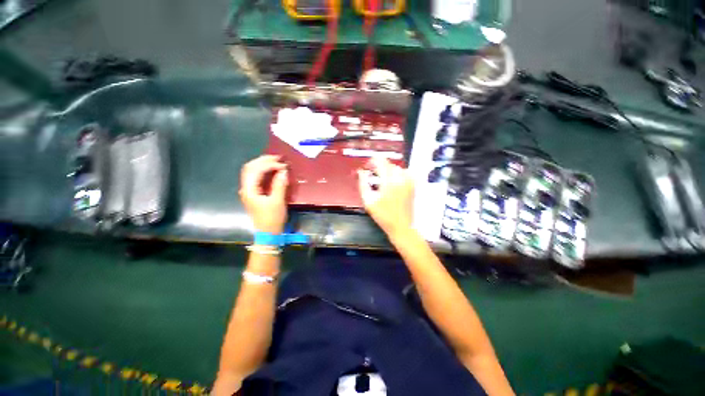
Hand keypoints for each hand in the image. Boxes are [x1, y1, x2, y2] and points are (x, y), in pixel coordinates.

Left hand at [239, 155, 288, 233]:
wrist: (268, 233)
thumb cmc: (272, 218)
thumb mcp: (278, 202)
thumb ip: (279, 185)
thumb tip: (283, 171)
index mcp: (250, 190)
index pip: (256, 170)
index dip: (269, 165)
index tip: (283, 165)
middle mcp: (246, 188)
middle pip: (250, 168)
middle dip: (264, 160)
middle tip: (278, 158)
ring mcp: (248, 191)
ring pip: (251, 171)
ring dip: (262, 164)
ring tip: (275, 161)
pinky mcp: (253, 193)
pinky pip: (256, 177)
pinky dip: (263, 171)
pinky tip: (271, 170)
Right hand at [357, 158, 413, 236]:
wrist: (401, 226)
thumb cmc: (384, 215)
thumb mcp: (368, 201)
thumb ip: (363, 184)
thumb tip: (361, 172)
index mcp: (389, 181)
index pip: (381, 161)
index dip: (372, 161)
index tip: (367, 166)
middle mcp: (400, 178)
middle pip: (388, 164)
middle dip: (379, 166)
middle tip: (373, 174)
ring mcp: (408, 182)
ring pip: (397, 167)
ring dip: (388, 170)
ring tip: (382, 178)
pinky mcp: (412, 186)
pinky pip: (405, 173)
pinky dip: (398, 174)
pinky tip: (393, 181)